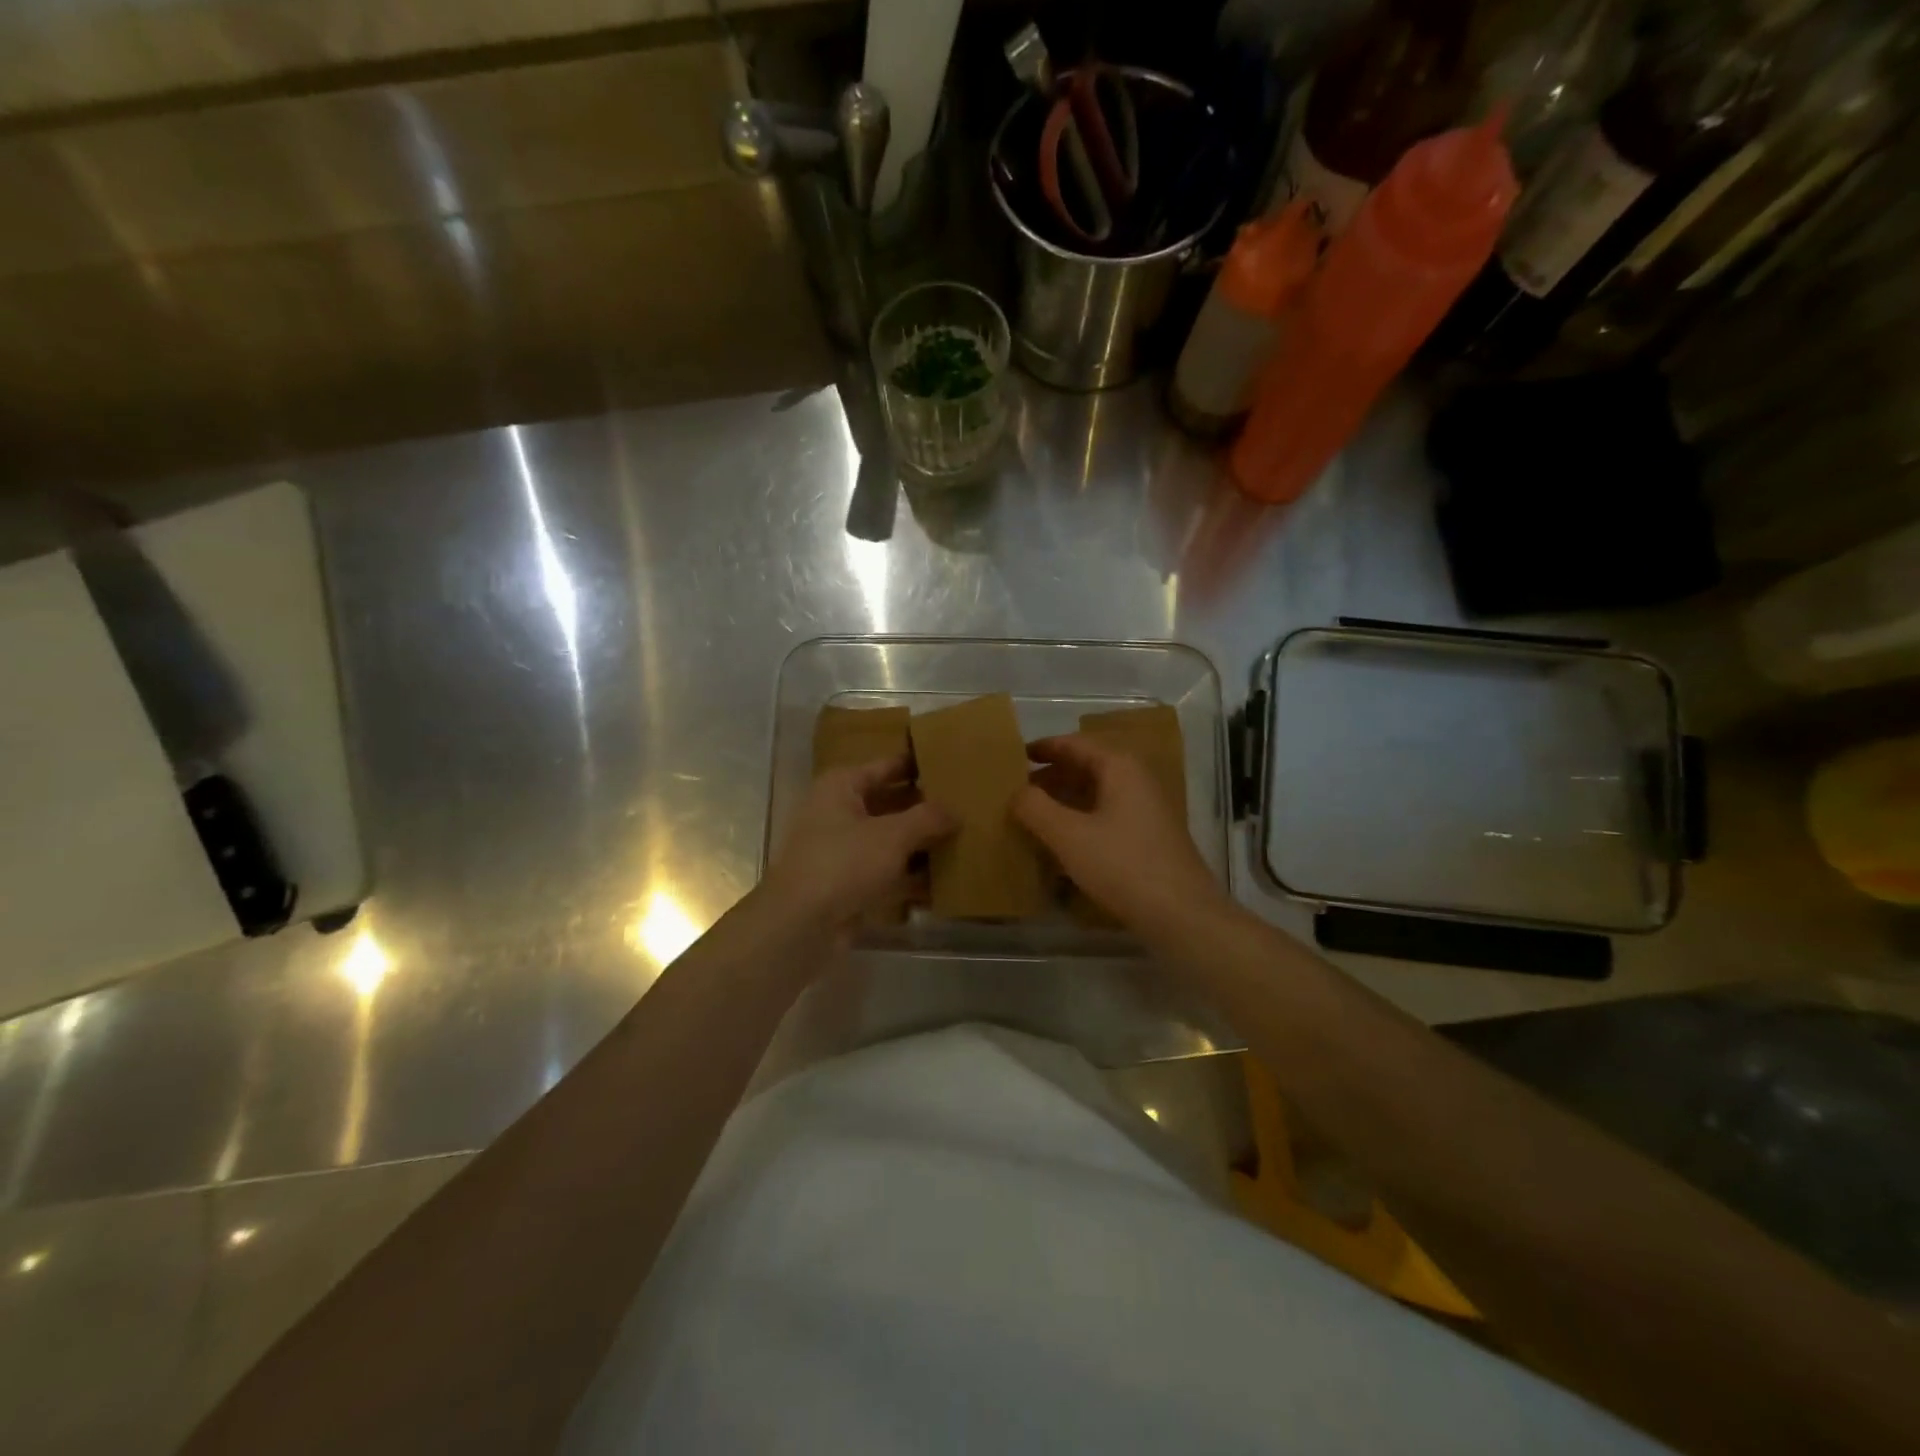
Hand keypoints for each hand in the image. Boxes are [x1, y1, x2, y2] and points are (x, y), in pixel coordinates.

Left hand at [761, 755, 955, 936]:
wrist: (800, 926)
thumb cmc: (843, 863)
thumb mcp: (892, 835)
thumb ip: (928, 818)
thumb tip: (955, 811)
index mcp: (841, 787)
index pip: (886, 766)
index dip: (917, 765)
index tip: (952, 763)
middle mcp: (839, 813)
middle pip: (890, 804)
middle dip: (925, 809)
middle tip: (967, 806)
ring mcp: (843, 852)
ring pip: (891, 842)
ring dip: (922, 846)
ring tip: (965, 842)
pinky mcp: (849, 886)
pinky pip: (887, 874)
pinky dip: (912, 878)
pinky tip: (945, 883)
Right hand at [1014, 734, 1229, 935]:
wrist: (1182, 915)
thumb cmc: (1123, 866)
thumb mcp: (1069, 835)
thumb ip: (1035, 808)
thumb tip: (1017, 792)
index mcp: (1120, 767)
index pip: (1075, 744)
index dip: (1043, 748)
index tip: (1013, 756)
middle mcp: (1136, 779)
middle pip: (1087, 766)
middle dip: (1051, 776)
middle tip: (1016, 791)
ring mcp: (1146, 809)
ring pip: (1096, 793)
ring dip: (1064, 800)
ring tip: (1032, 816)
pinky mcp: (1148, 837)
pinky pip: (1106, 816)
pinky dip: (1080, 820)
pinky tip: (1061, 842)